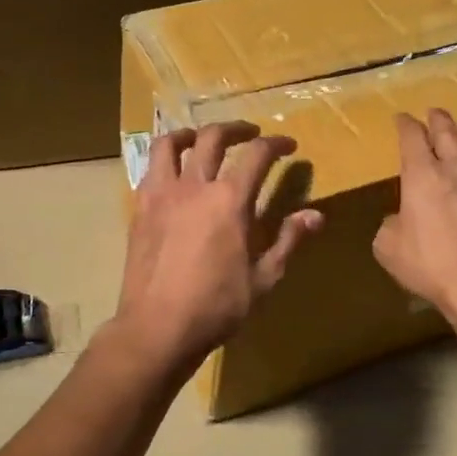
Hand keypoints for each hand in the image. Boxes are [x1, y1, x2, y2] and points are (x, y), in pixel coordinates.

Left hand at [113, 122, 322, 372]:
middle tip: (250, 134)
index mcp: (229, 200)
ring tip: (201, 137)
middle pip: (213, 137)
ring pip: (171, 144)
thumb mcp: (263, 278)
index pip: (256, 155)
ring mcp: (162, 194)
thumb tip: (316, 215)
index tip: (288, 145)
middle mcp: (195, 186)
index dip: (276, 144)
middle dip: (236, 129)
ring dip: (190, 133)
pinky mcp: (140, 208)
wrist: (157, 327)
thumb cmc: (217, 306)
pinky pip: (150, 169)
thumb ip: (289, 240)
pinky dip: (165, 160)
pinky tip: (173, 173)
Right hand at [373, 109, 456, 325]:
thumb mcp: (388, 247)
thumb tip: (400, 220)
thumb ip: (391, 225)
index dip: (406, 125)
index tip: (402, 118)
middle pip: (448, 135)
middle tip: (435, 111)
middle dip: (439, 120)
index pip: (411, 139)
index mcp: (422, 176)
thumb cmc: (429, 265)